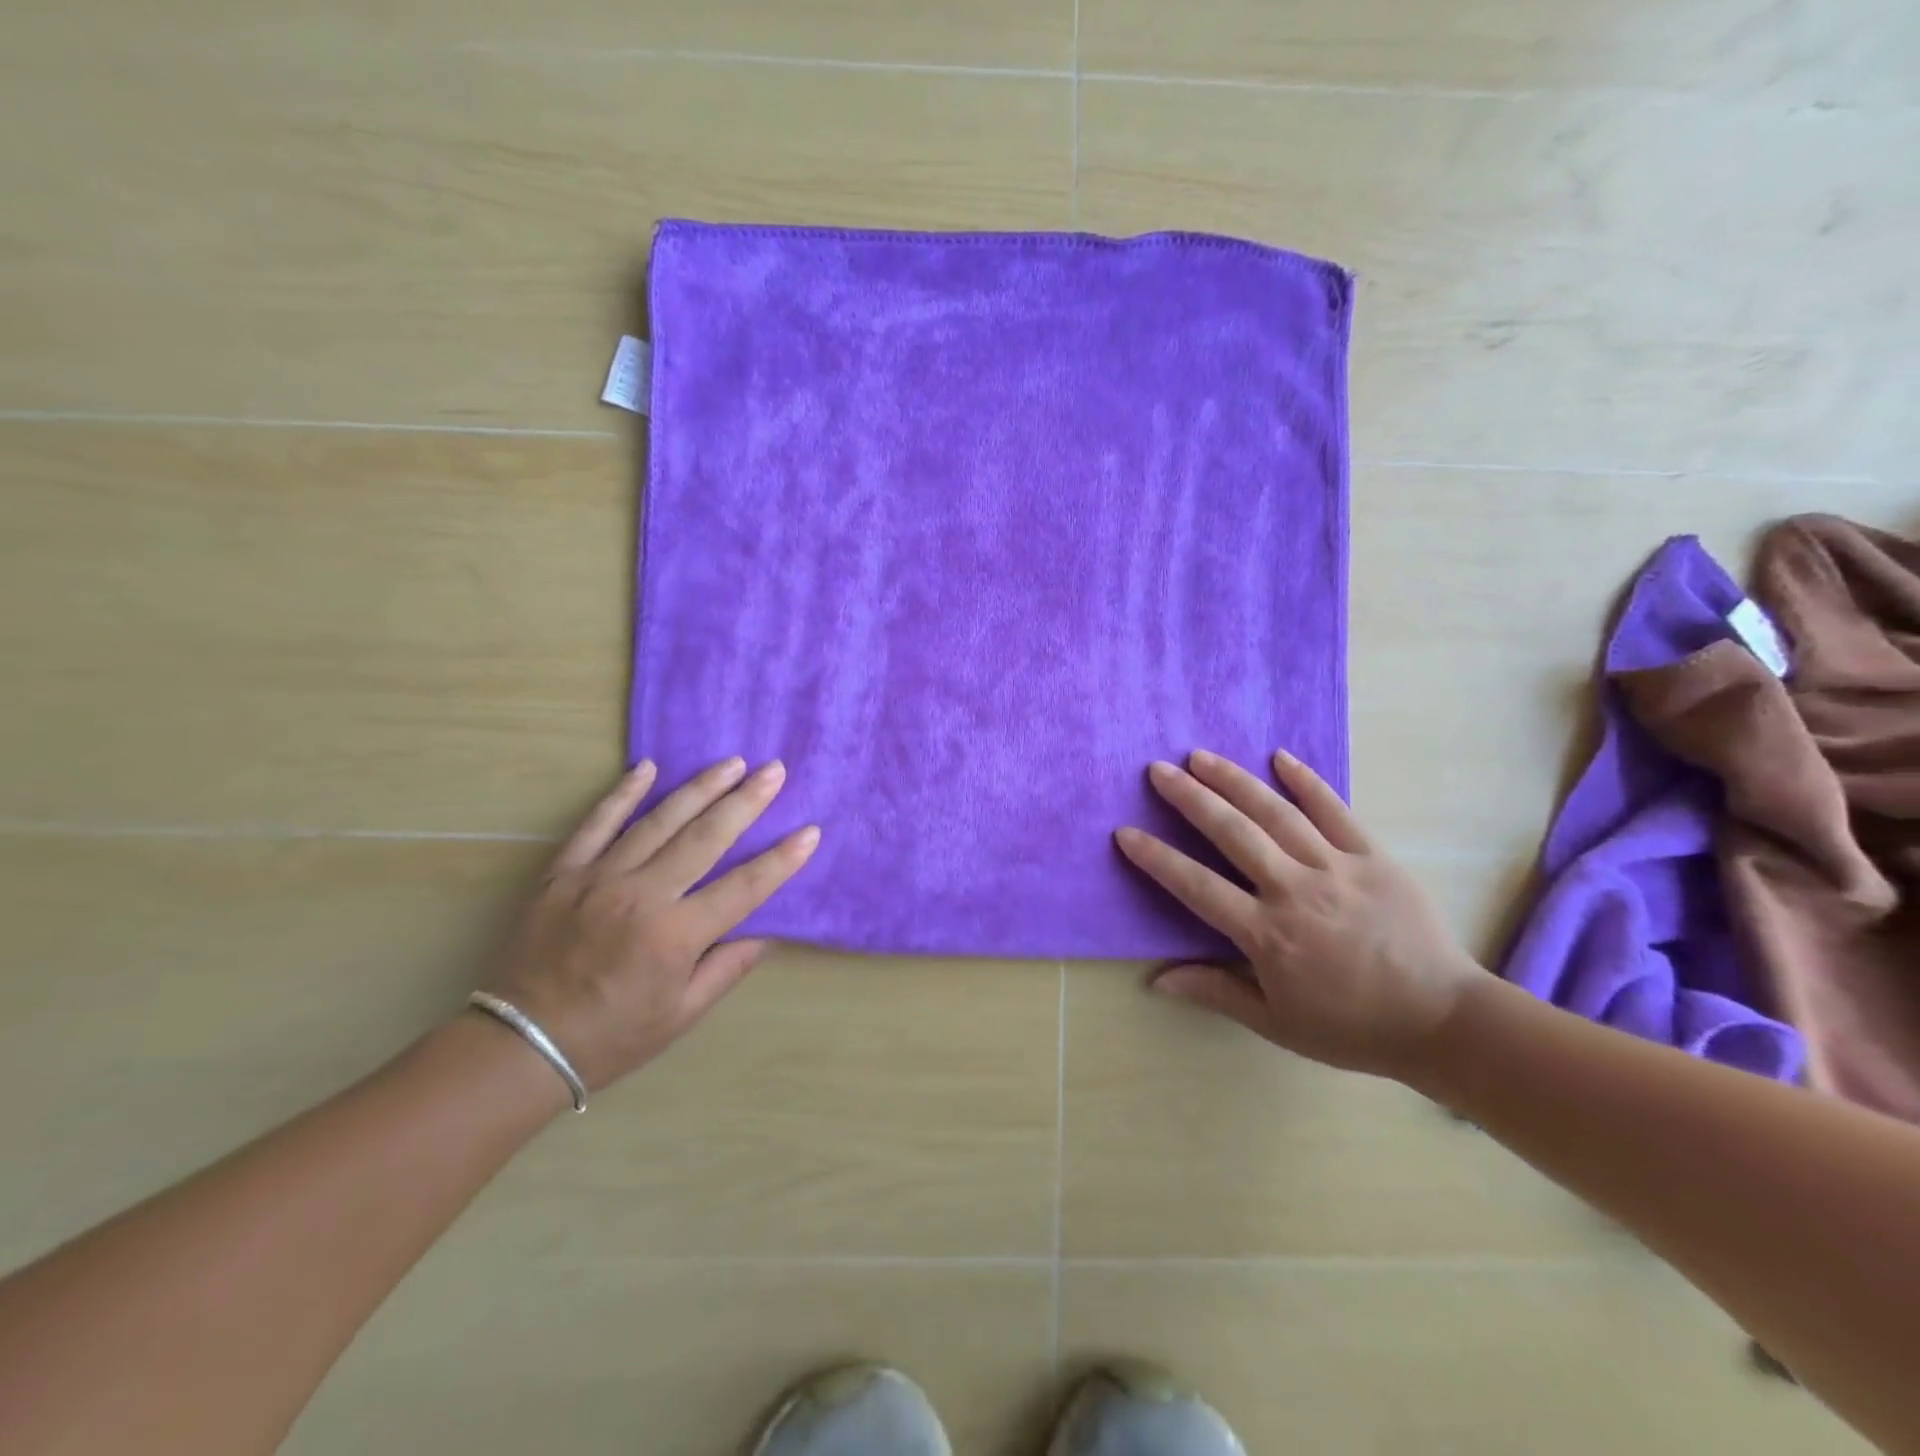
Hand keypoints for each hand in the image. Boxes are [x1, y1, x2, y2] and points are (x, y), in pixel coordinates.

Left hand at [483, 758, 819, 1090]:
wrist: (519, 1045)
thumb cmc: (612, 1036)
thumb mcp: (681, 1015)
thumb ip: (727, 968)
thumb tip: (765, 929)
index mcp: (675, 936)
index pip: (744, 887)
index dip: (782, 860)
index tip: (809, 832)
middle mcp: (642, 897)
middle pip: (706, 838)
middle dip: (746, 801)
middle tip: (774, 771)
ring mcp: (599, 878)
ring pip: (659, 821)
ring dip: (699, 788)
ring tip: (731, 762)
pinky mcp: (563, 873)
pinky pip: (597, 824)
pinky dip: (623, 794)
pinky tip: (647, 767)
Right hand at [1115, 749, 1485, 1077]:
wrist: (1444, 1021)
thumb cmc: (1352, 1027)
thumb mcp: (1277, 1023)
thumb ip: (1215, 993)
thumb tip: (1156, 980)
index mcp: (1267, 935)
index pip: (1197, 887)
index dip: (1158, 859)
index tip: (1126, 833)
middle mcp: (1295, 891)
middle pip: (1232, 834)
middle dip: (1191, 798)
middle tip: (1159, 770)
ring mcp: (1337, 868)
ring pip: (1276, 813)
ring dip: (1235, 780)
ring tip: (1201, 756)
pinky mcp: (1374, 856)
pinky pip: (1336, 810)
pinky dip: (1307, 781)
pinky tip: (1280, 756)